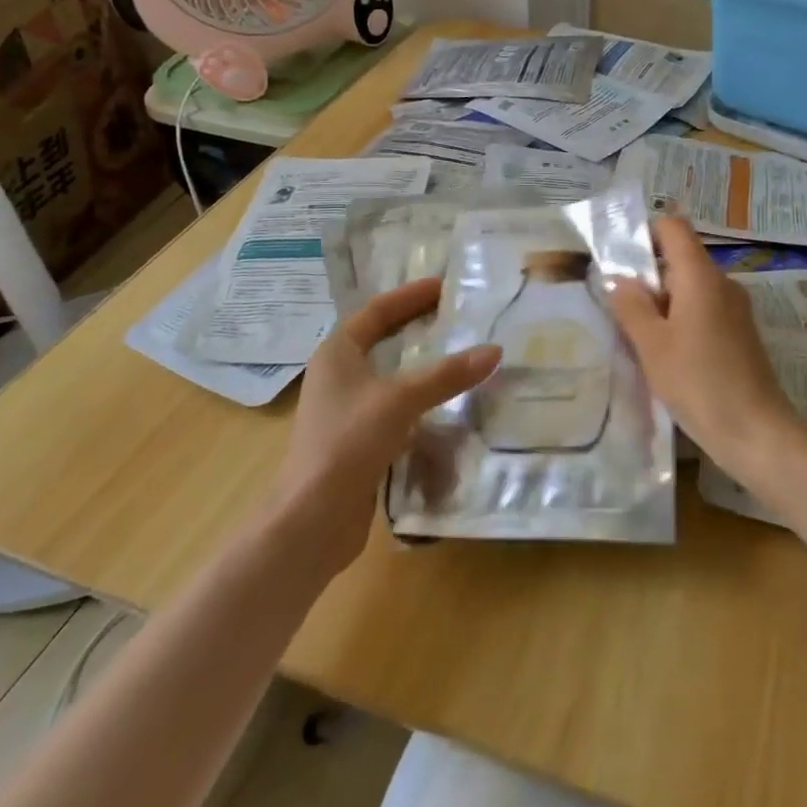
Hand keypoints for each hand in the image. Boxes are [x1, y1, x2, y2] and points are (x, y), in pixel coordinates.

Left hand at [273, 277, 499, 568]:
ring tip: (459, 354)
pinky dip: (419, 399)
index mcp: (337, 353)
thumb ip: (446, 375)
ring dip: (420, 364)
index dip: (410, 296)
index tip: (444, 286)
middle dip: (416, 325)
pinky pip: (394, 407)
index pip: (377, 311)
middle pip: (381, 339)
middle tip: (456, 316)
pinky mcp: (357, 441)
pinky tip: (445, 404)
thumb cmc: (347, 443)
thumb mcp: (400, 400)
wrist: (311, 521)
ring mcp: (346, 410)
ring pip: (389, 375)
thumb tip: (494, 350)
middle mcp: (337, 376)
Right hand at [605, 217, 806, 485]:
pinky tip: (666, 356)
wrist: (756, 433)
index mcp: (701, 276)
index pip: (674, 227)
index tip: (621, 262)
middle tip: (620, 309)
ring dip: (662, 304)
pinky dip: (681, 322)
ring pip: (690, 288)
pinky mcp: (740, 334)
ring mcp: (735, 309)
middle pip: (680, 258)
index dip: (645, 233)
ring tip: (638, 337)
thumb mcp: (652, 345)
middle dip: (648, 277)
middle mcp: (722, 283)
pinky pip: (703, 311)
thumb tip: (618, 278)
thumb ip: (630, 306)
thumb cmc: (698, 382)